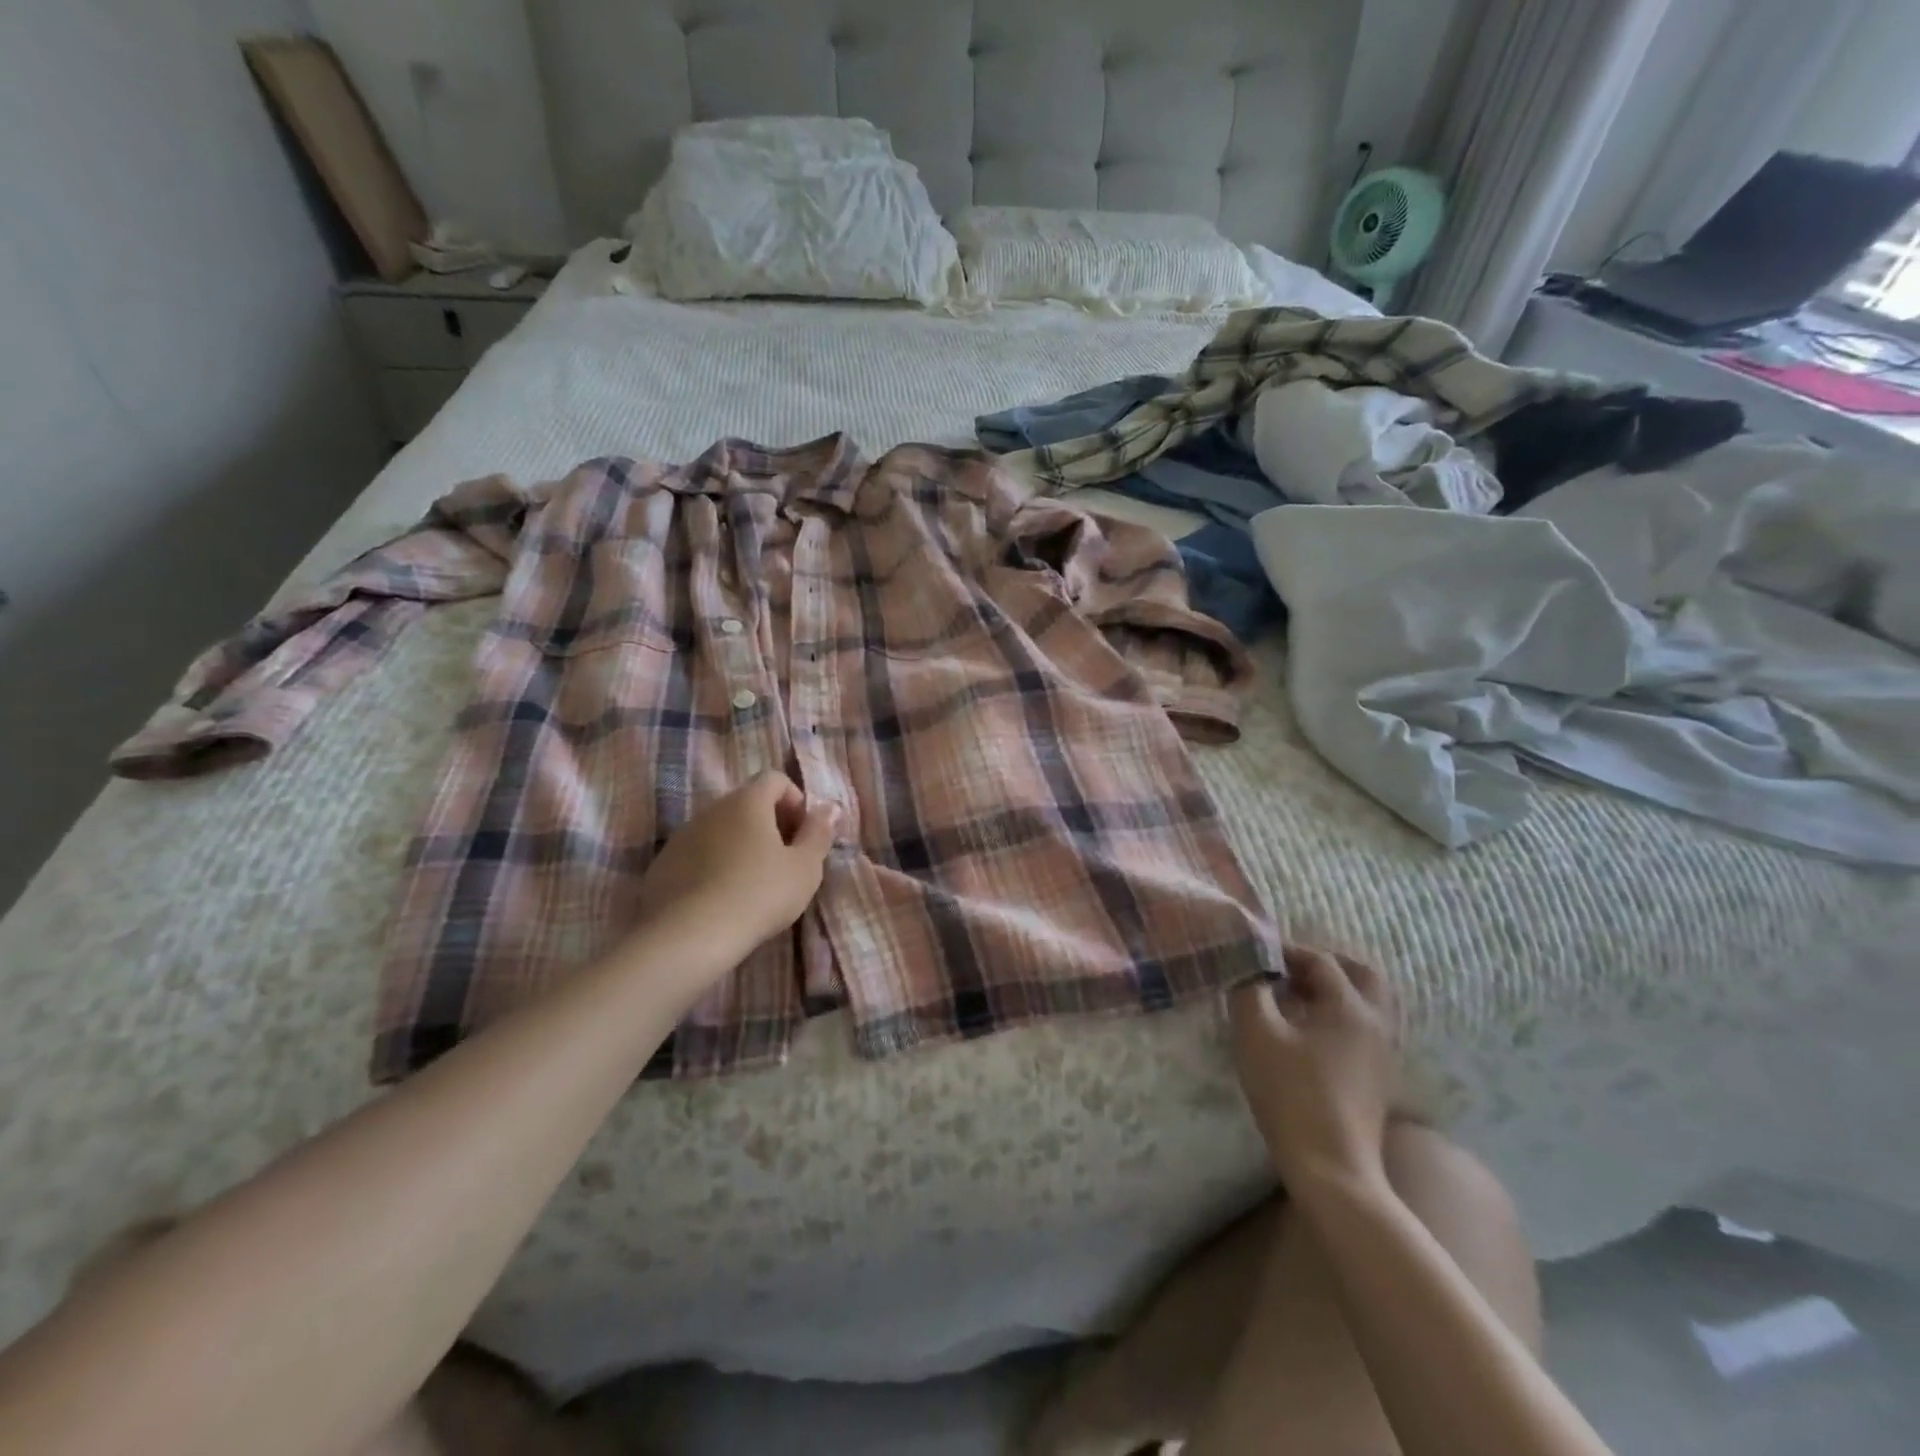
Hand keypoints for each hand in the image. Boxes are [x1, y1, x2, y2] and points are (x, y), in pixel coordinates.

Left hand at [632, 772, 838, 966]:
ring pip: (720, 829)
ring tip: (753, 884)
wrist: (688, 936)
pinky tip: (721, 899)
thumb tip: (829, 807)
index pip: (774, 779)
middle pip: (747, 803)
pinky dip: (714, 865)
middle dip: (770, 824)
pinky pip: (697, 854)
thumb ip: (819, 833)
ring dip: (740, 845)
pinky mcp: (662, 864)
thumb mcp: (805, 868)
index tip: (803, 835)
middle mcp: (712, 809)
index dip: (795, 801)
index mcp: (748, 802)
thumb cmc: (759, 895)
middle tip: (784, 861)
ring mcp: (682, 836)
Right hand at [1229, 948, 1401, 1188]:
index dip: (1285, 950)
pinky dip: (1338, 1016)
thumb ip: (1248, 987)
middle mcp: (1377, 1023)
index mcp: (1351, 1006)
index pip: (1320, 959)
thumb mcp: (1255, 1032)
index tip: (1253, 956)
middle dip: (1323, 964)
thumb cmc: (1290, 1093)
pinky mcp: (1378, 1079)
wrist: (1331, 1169)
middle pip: (1360, 974)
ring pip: (1366, 1003)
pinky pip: (1363, 1029)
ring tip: (1293, 999)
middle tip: (1286, 969)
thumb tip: (1247, 963)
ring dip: (1332, 991)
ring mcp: (1383, 1054)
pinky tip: (1306, 1033)